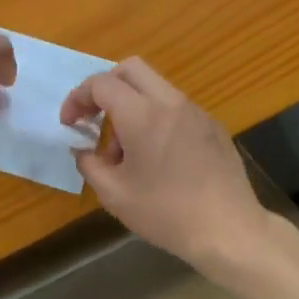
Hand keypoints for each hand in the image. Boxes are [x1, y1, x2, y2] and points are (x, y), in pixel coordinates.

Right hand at [62, 59, 271, 267]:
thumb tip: (81, 149)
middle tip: (94, 118)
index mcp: (142, 115)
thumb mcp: (114, 195)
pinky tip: (157, 156)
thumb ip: (89, 164)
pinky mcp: (213, 125)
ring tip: (125, 149)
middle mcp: (170, 102)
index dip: (78, 98)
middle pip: (130, 69)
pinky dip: (156, 116)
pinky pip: (176, 106)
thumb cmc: (166, 213)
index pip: (101, 84)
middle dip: (105, 87)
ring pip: (155, 86)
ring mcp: (196, 111)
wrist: (229, 230)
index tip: (70, 124)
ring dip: (131, 104)